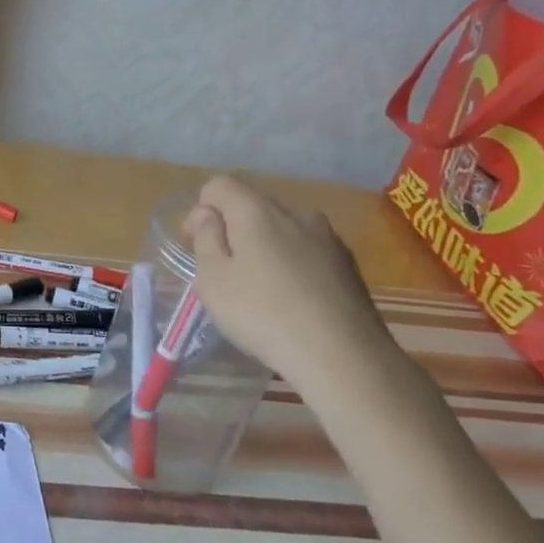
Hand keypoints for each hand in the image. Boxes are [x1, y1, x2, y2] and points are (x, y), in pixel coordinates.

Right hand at [184, 176, 409, 408]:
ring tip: (260, 287)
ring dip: (265, 246)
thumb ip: (205, 238)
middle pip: (252, 205)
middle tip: (223, 270)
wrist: (345, 357)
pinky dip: (292, 264)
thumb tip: (207, 213)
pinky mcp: (348, 264)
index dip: (200, 210)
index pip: (219, 185)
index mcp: (257, 211)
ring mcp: (328, 237)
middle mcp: (295, 212)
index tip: (195, 245)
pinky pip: (307, 250)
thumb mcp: (213, 279)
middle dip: (232, 228)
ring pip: (283, 228)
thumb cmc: (264, 315)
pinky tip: (292, 299)